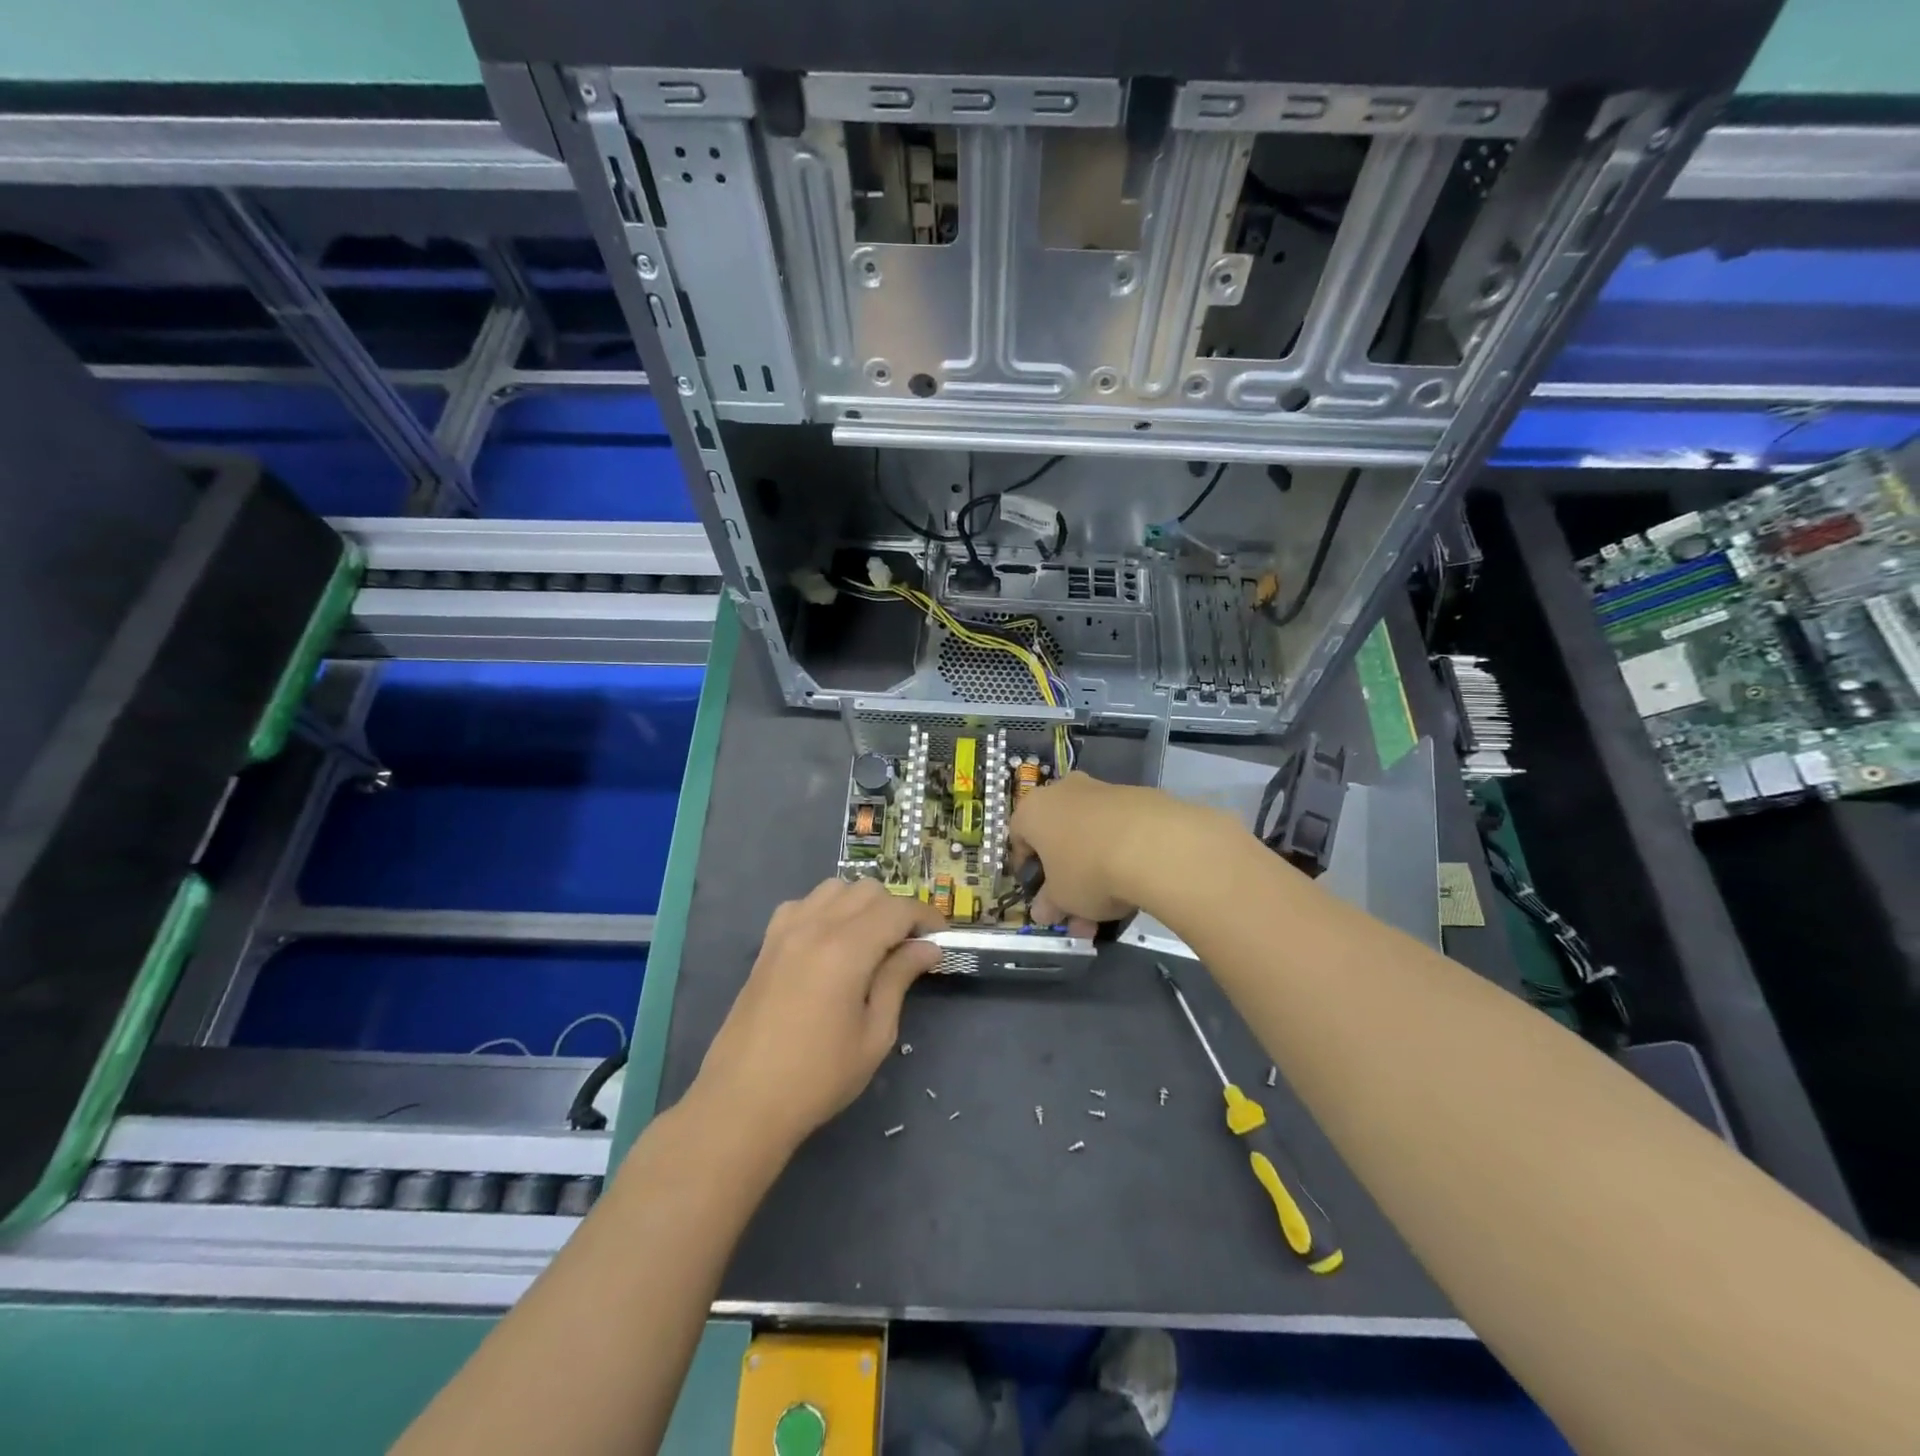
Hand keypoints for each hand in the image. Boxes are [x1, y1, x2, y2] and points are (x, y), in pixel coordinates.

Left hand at [695, 878, 943, 1149]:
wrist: (743, 1101)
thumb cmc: (818, 1077)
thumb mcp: (875, 1033)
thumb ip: (899, 979)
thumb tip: (927, 947)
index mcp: (846, 949)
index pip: (897, 908)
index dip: (926, 917)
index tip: (941, 940)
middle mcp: (815, 926)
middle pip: (868, 890)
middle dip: (896, 909)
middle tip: (908, 946)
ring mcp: (786, 931)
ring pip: (835, 888)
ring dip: (861, 904)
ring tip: (870, 941)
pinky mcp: (767, 943)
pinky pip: (804, 904)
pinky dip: (826, 909)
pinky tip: (830, 942)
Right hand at [1009, 772, 1228, 926]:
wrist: (1154, 844)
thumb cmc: (1087, 870)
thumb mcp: (1061, 899)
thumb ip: (1048, 904)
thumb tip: (1043, 911)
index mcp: (1034, 810)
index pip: (1018, 836)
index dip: (1026, 867)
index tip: (1038, 892)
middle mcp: (1063, 791)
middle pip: (1058, 836)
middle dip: (1066, 876)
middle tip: (1077, 909)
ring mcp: (1103, 790)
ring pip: (1091, 836)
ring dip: (1095, 871)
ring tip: (1111, 912)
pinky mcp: (1139, 797)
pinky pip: (1120, 830)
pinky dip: (1122, 854)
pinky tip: (1135, 885)